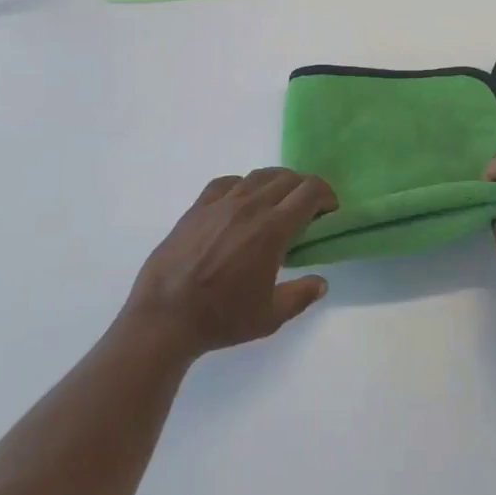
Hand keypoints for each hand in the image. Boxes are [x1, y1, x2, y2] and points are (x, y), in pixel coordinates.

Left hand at [122, 168, 335, 358]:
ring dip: (277, 183)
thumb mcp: (270, 317)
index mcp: (272, 229)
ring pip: (257, 176)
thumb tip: (321, 283)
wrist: (165, 316)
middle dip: (305, 188)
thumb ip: (301, 296)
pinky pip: (226, 182)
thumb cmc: (221, 318)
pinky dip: (243, 185)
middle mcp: (249, 206)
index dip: (326, 195)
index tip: (330, 209)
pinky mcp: (197, 207)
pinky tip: (241, 201)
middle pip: (287, 178)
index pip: (309, 192)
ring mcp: (220, 203)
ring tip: (278, 202)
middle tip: (308, 208)